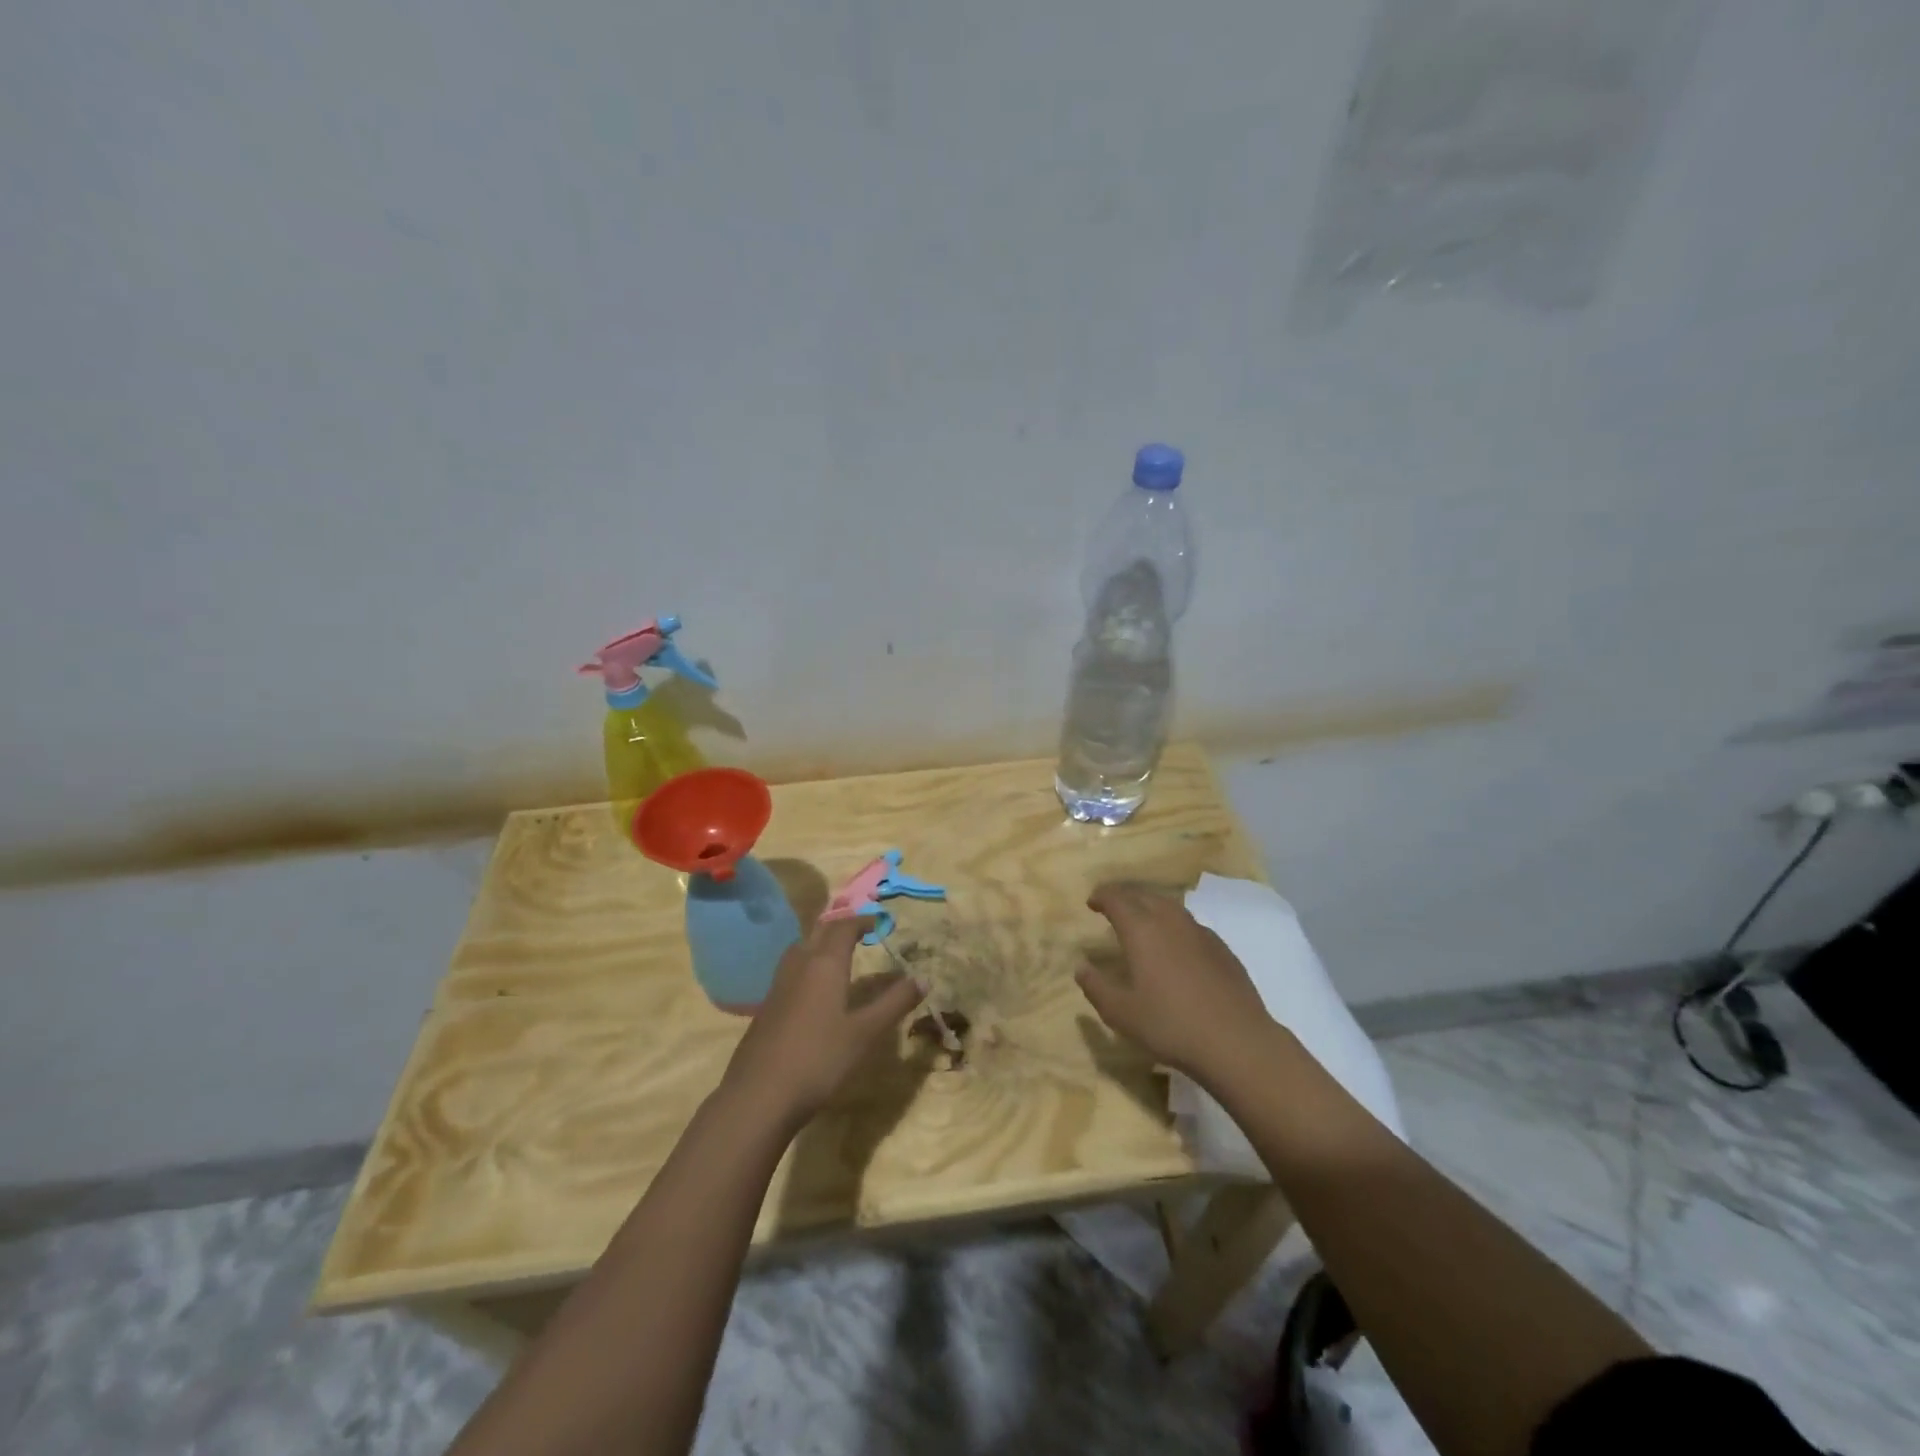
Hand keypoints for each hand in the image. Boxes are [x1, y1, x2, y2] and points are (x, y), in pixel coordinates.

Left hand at [721, 917, 925, 1132]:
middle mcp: (799, 967)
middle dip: (840, 928)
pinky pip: (789, 973)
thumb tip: (923, 978)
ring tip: (836, 956)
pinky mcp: (766, 1009)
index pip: (843, 928)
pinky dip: (806, 967)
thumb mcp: (865, 1032)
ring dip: (819, 944)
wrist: (759, 1096)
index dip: (862, 921)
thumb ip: (894, 1003)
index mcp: (824, 965)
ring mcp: (778, 987)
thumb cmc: (819, 1059)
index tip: (880, 923)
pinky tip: (813, 993)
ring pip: (799, 950)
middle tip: (860, 933)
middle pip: (818, 933)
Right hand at [1076, 882, 1273, 1082]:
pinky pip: (1190, 925)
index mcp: (1142, 930)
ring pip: (1170, 906)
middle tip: (1113, 904)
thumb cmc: (1170, 1025)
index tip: (1092, 902)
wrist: (1236, 1042)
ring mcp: (1200, 933)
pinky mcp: (1222, 949)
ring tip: (1142, 919)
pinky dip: (1174, 924)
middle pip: (1144, 895)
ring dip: (1151, 905)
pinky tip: (1176, 945)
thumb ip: (1096, 987)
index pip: (1117, 899)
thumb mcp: (1120, 1013)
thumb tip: (1081, 967)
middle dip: (1125, 896)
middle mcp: (1171, 921)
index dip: (1102, 896)